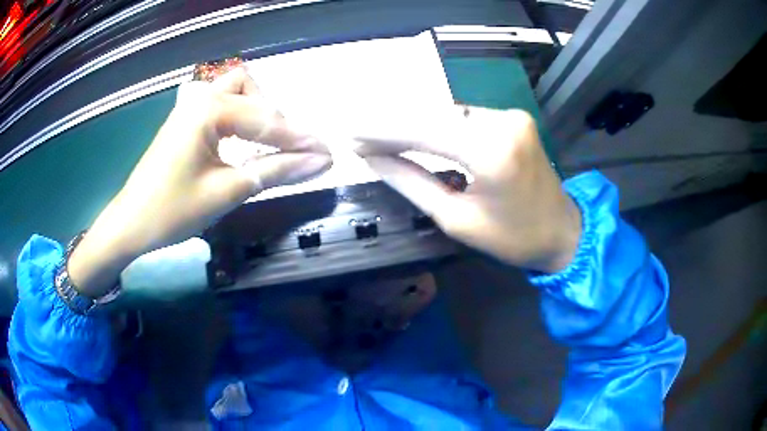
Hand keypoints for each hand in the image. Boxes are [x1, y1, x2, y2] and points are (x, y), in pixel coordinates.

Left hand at [69, 67, 331, 296]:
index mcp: (207, 111)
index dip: (299, 139)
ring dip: (256, 109)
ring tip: (265, 141)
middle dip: (275, 117)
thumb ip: (275, 170)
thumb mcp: (227, 192)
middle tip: (288, 149)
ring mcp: (189, 108)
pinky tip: (241, 138)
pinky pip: (220, 105)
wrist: (131, 224)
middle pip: (251, 89)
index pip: (265, 120)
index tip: (327, 153)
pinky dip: (239, 116)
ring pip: (234, 90)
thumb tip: (319, 162)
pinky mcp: (184, 121)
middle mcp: (199, 99)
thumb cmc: (174, 211)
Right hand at [354, 106, 580, 272]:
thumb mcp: (456, 219)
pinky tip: (413, 133)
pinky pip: (463, 117)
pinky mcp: (512, 117)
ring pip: (446, 112)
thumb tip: (373, 159)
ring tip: (379, 136)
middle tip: (359, 136)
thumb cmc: (512, 238)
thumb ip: (412, 182)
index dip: (382, 130)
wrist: (562, 231)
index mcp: (491, 152)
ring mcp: (510, 115)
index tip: (350, 135)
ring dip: (412, 123)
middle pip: (433, 114)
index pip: (423, 129)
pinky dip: (436, 125)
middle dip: (392, 125)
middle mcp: (502, 122)